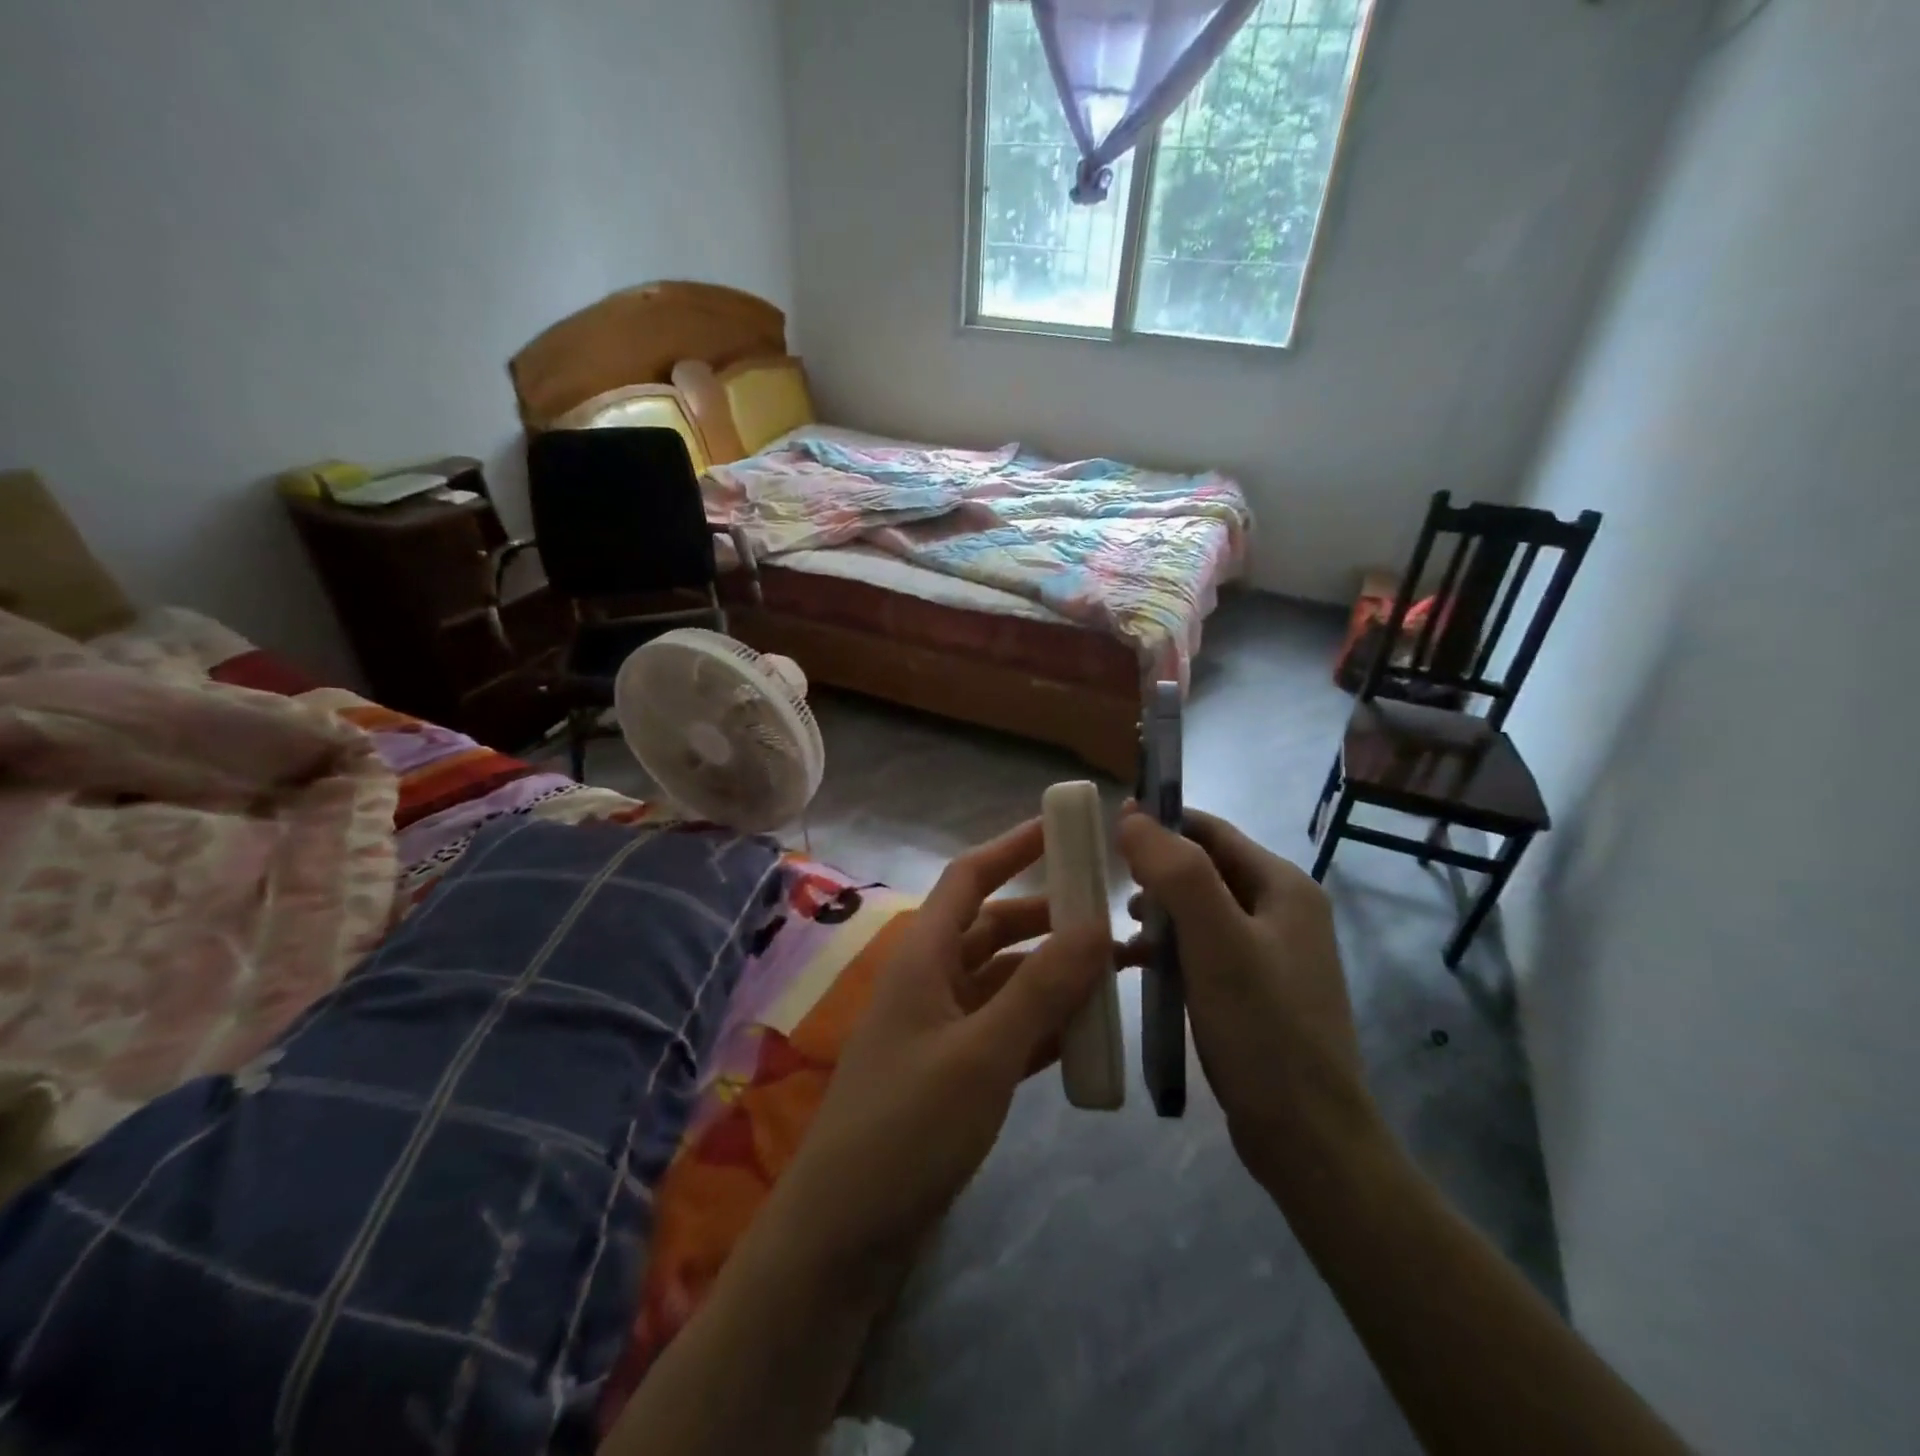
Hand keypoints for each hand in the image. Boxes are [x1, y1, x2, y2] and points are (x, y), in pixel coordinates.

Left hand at [766, 818, 1113, 1273]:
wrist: (846, 1232)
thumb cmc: (907, 1126)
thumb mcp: (983, 1052)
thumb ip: (1041, 989)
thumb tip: (1096, 925)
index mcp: (925, 955)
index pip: (970, 878)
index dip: (1013, 847)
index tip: (1064, 829)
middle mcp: (932, 980)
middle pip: (997, 929)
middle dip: (1052, 919)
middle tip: (1114, 919)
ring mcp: (943, 1028)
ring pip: (1008, 982)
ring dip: (1056, 976)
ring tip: (1120, 975)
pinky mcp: (955, 1072)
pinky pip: (1009, 1030)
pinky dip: (1046, 1025)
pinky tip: (1090, 1032)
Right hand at [1115, 808, 1377, 1191]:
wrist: (1307, 1137)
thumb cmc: (1262, 1028)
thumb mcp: (1216, 941)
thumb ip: (1177, 872)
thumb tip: (1132, 817)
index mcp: (1283, 887)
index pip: (1212, 831)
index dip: (1161, 822)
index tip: (1109, 830)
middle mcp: (1283, 910)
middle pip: (1206, 868)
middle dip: (1156, 870)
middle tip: (1110, 885)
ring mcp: (1271, 952)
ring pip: (1201, 909)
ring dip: (1160, 909)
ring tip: (1121, 927)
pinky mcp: (1255, 989)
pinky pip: (1203, 947)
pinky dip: (1170, 946)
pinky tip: (1138, 963)